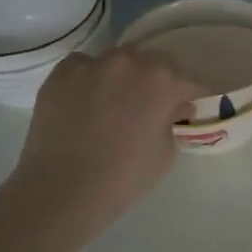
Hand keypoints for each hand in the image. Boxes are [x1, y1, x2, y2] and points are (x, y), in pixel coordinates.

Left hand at [5, 48, 200, 235]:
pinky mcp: (60, 74)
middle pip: (154, 63)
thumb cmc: (125, 175)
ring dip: (125, 77)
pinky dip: (90, 79)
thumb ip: (173, 121)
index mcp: (163, 80)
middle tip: (154, 107)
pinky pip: (84, 67)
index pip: (189, 82)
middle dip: (159, 82)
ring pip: (118, 62)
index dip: (192, 97)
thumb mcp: (167, 152)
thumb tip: (172, 109)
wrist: (63, 189)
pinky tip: (87, 103)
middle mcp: (129, 61)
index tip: (188, 111)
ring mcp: (91, 64)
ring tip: (117, 103)